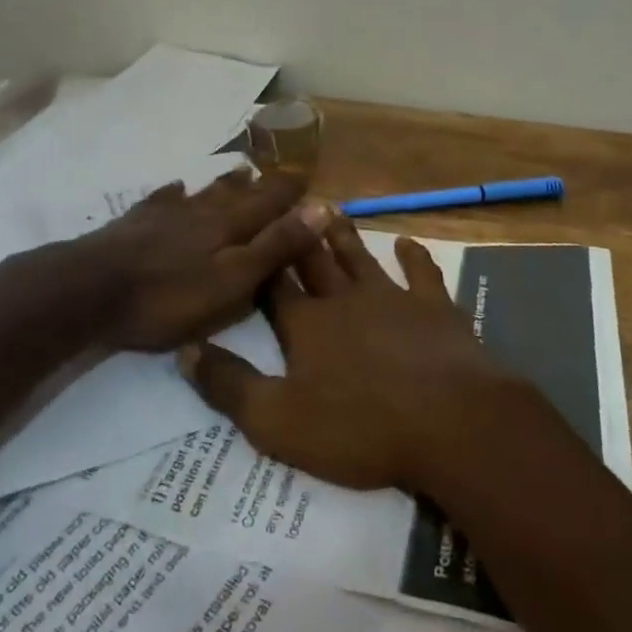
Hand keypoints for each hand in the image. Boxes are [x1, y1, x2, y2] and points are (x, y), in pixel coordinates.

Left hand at [67, 171, 330, 350]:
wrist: (90, 288)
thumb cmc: (168, 295)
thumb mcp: (232, 280)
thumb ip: (275, 246)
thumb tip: (321, 208)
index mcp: (229, 224)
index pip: (270, 201)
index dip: (290, 193)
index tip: (309, 180)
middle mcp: (202, 209)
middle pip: (237, 192)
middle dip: (261, 184)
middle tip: (277, 174)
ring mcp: (167, 212)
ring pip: (203, 191)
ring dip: (225, 183)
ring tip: (240, 172)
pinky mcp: (136, 222)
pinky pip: (163, 199)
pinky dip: (175, 193)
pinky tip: (176, 188)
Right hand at [178, 219, 517, 490]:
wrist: (447, 422)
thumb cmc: (358, 428)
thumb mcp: (277, 422)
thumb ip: (229, 386)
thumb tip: (184, 350)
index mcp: (305, 325)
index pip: (273, 286)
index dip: (259, 261)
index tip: (248, 233)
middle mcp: (343, 299)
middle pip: (314, 261)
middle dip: (298, 235)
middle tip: (287, 203)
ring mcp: (391, 298)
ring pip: (359, 257)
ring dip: (344, 235)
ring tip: (330, 208)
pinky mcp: (432, 307)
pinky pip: (420, 273)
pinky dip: (413, 256)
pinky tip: (406, 241)